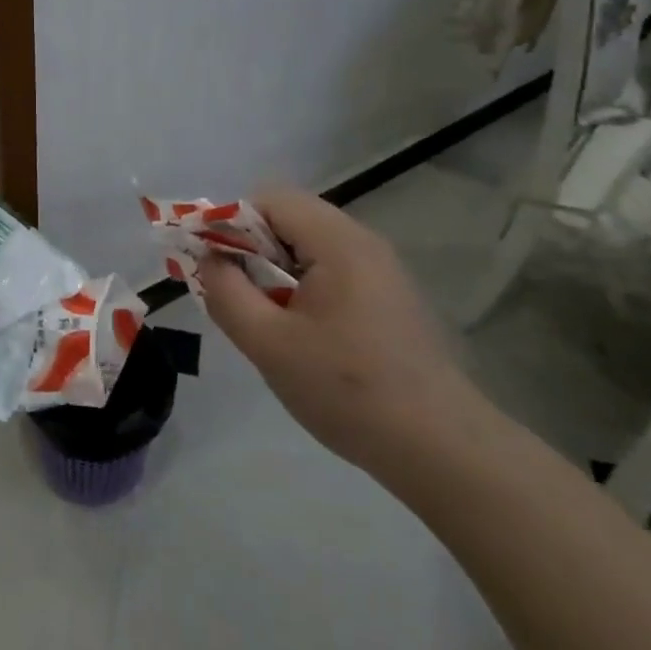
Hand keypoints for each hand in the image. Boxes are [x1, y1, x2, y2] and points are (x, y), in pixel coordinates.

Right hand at [197, 189, 486, 476]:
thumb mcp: (269, 344)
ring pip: (307, 246)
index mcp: (337, 241)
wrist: (441, 449)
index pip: (269, 200)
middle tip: (234, 294)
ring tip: (263, 317)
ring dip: (274, 270)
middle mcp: (362, 241)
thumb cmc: (348, 390)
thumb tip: (209, 259)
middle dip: (250, 249)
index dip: (229, 223)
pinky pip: (329, 269)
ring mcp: (380, 269)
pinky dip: (301, 286)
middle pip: (288, 218)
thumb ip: (227, 292)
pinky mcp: (388, 296)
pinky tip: (299, 332)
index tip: (211, 265)